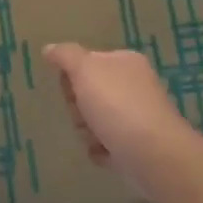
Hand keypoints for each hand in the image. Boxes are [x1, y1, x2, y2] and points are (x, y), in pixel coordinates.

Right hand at [42, 43, 191, 180]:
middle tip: (83, 114)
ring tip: (96, 137)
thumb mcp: (85, 69)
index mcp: (124, 62)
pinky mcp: (138, 144)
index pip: (87, 62)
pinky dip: (100, 149)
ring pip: (94, 120)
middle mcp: (134, 86)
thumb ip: (65, 55)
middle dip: (78, 107)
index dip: (72, 76)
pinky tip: (104, 152)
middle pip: (88, 92)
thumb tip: (49, 49)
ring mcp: (137, 116)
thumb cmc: (116, 105)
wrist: (152, 154)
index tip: (71, 88)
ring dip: (86, 131)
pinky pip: (106, 144)